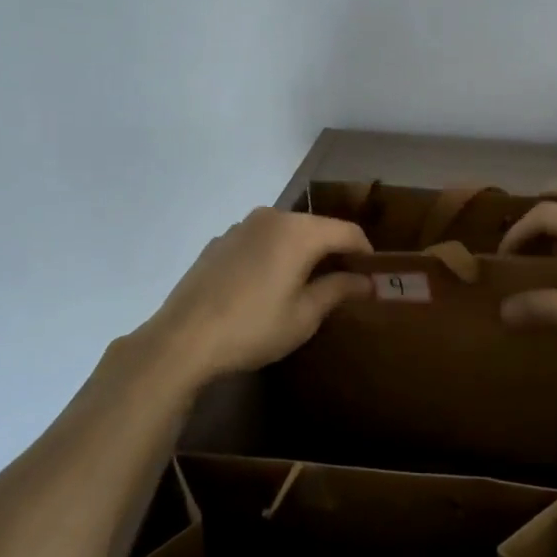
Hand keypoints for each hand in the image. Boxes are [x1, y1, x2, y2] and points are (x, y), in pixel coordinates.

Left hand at [143, 209, 373, 380]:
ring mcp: (242, 226)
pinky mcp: (220, 241)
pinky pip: (260, 240)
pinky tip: (266, 285)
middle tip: (344, 281)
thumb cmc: (253, 327)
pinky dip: (274, 254)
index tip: (374, 275)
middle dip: (334, 250)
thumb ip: (338, 290)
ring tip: (306, 283)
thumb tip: (367, 281)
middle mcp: (272, 217)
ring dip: (302, 251)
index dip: (365, 252)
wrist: (182, 339)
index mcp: (298, 231)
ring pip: (286, 232)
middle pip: (316, 227)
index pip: (346, 232)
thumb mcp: (304, 315)